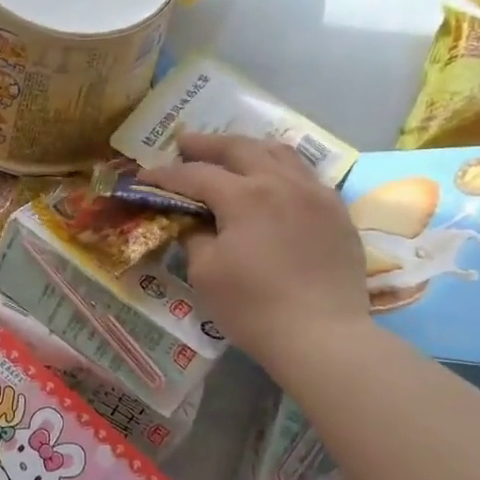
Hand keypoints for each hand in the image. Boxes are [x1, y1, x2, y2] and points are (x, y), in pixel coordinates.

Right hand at [141, 133, 368, 370]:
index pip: (195, 175)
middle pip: (239, 148)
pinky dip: (280, 168)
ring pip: (279, 153)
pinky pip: (305, 174)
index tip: (142, 177)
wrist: (322, 336)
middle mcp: (281, 182)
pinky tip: (273, 180)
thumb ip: (194, 236)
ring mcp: (315, 194)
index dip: (165, 175)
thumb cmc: (253, 307)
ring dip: (248, 148)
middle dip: (207, 145)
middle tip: (184, 143)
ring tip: (230, 152)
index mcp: (244, 195)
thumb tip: (193, 222)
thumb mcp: (205, 272)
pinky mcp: (336, 212)